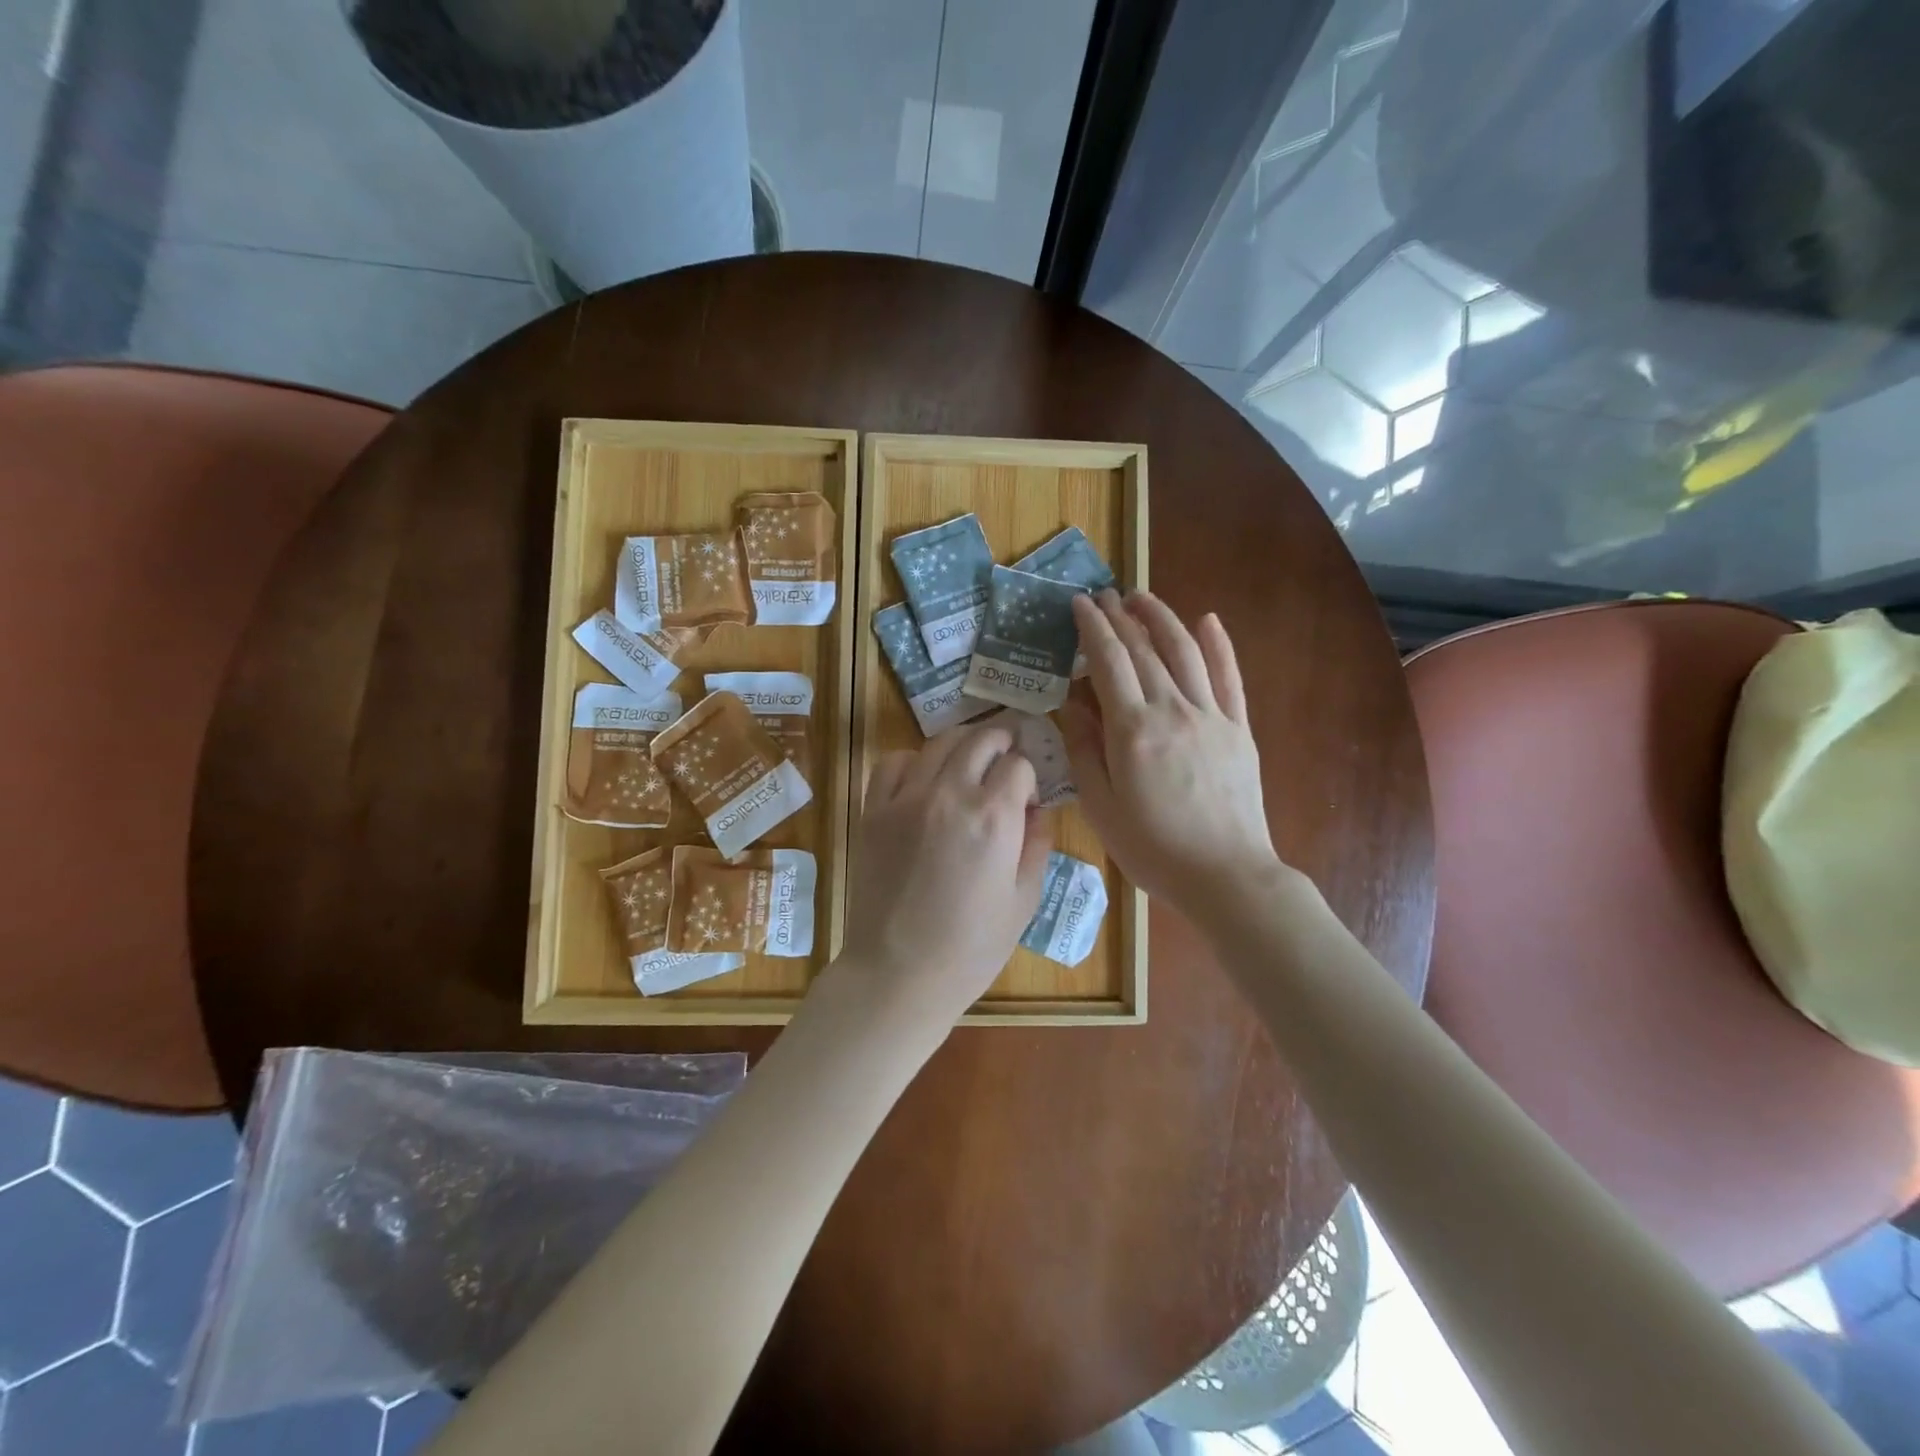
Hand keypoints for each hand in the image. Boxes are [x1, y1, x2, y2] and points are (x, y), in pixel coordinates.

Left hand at [838, 721, 1052, 1023]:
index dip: (1029, 777)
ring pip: (939, 742)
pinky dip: (914, 760)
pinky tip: (924, 780)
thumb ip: (1037, 845)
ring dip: (963, 744)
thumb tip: (1038, 810)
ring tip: (969, 762)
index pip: (1019, 765)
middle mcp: (951, 794)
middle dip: (1002, 741)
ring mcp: (906, 799)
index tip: (1027, 799)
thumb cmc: (971, 948)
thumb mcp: (1024, 901)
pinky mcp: (873, 811)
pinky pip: (894, 763)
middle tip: (1007, 756)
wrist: (898, 974)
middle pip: (981, 739)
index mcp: (994, 817)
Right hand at [1060, 590, 1279, 915]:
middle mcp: (1172, 710)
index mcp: (1133, 730)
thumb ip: (1084, 749)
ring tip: (1142, 598)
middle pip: (1145, 649)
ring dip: (1162, 619)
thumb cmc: (1152, 848)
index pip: (1109, 661)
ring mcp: (1211, 716)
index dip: (1093, 627)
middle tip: (1104, 596)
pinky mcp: (1238, 729)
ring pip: (1186, 651)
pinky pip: (1229, 677)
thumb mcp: (1101, 806)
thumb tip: (1071, 703)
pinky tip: (1209, 620)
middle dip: (1121, 617)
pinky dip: (1219, 645)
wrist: (1225, 876)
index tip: (1079, 604)